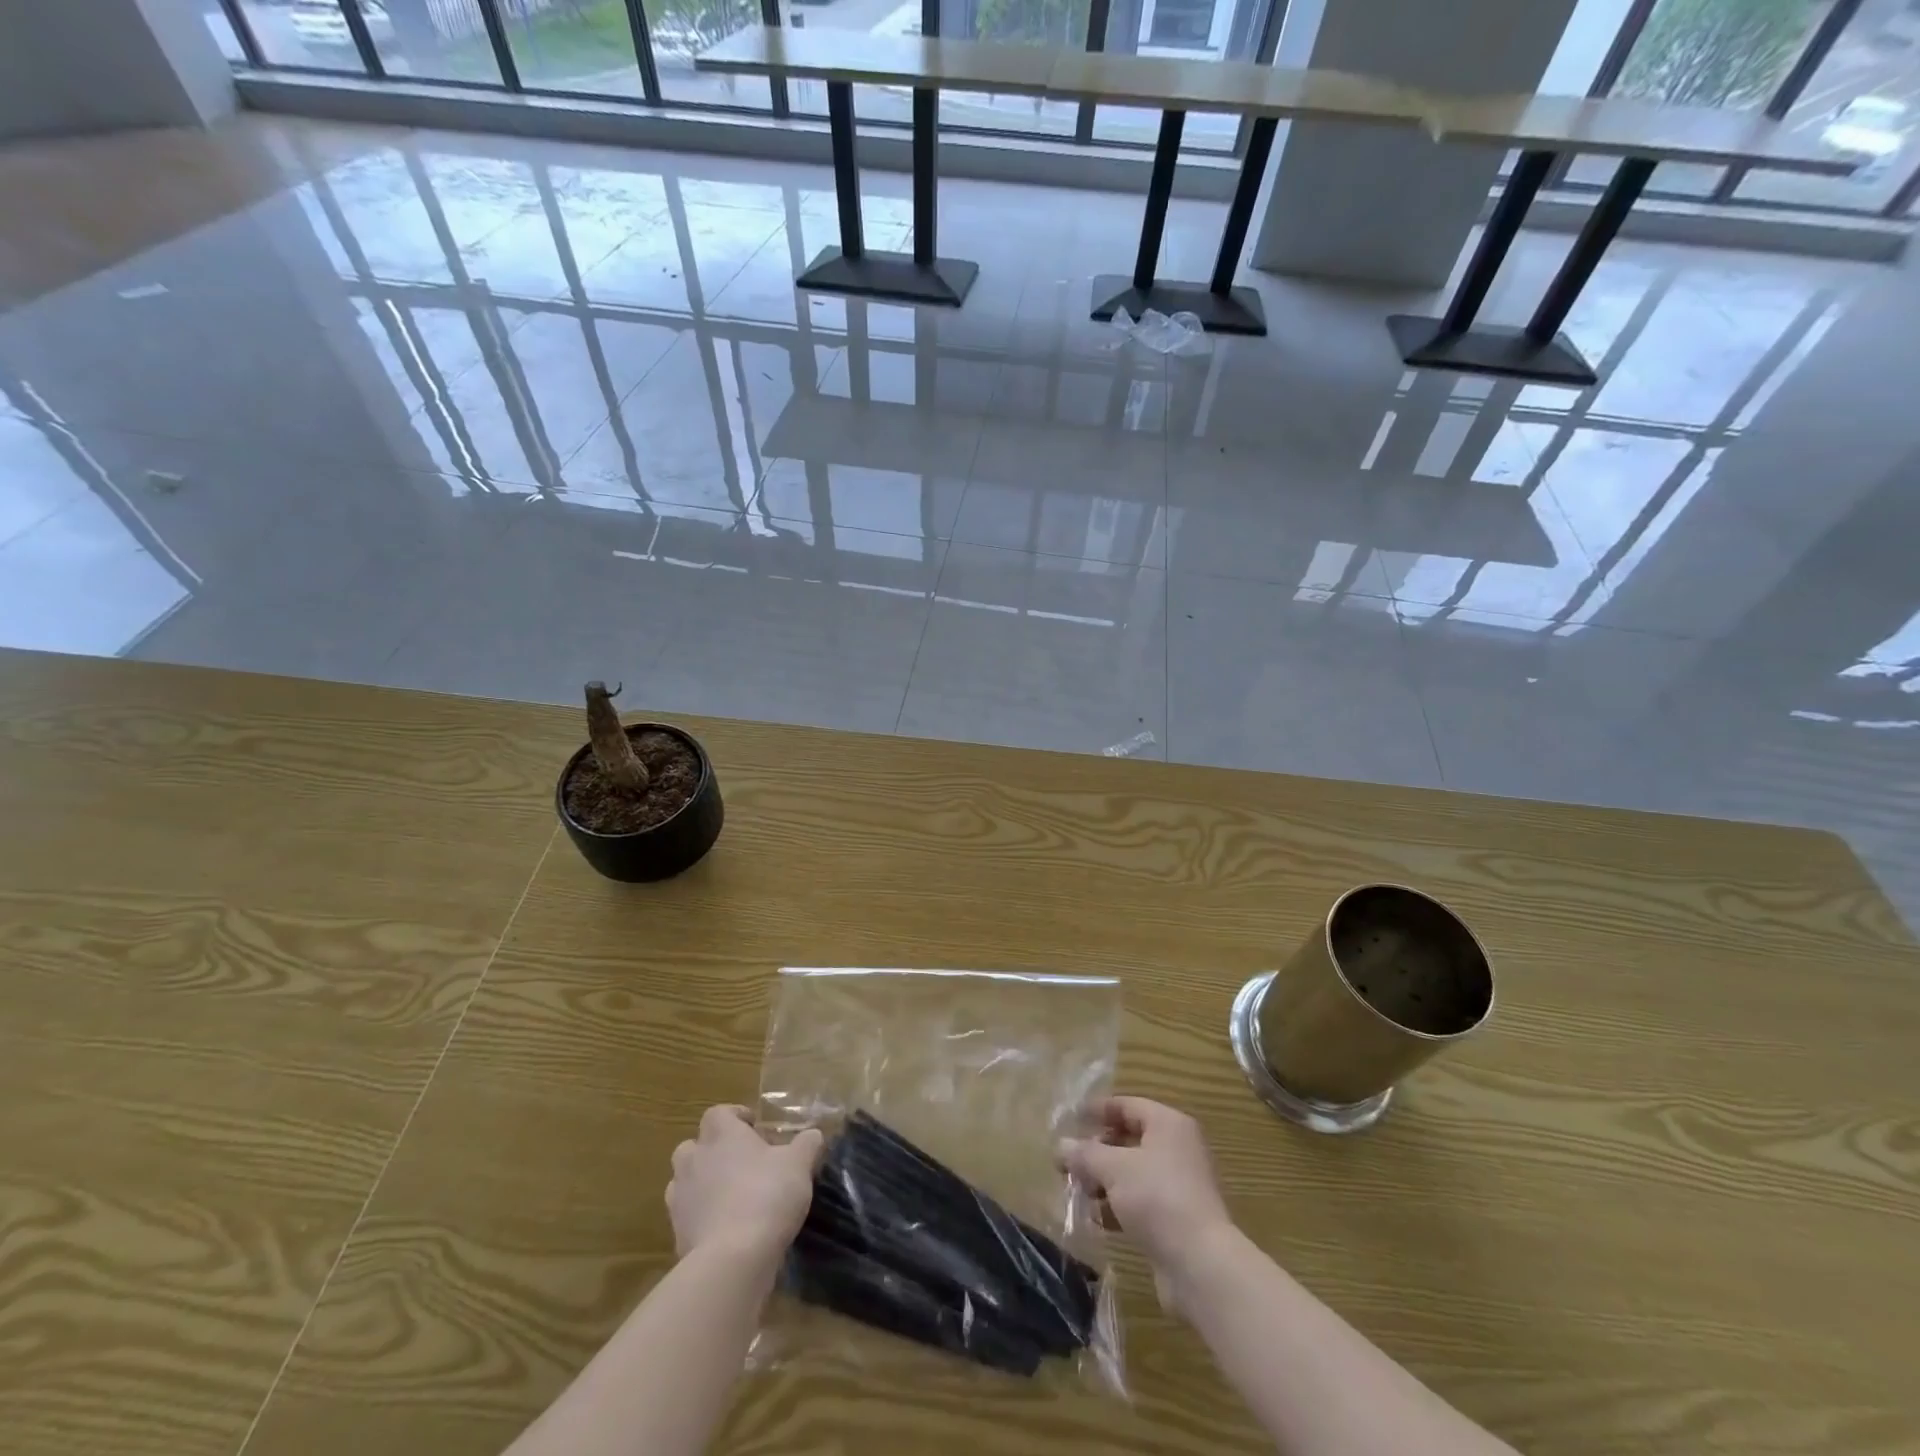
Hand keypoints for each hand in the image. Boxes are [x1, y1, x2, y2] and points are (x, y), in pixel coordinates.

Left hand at [667, 1106, 823, 1263]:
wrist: (732, 1260)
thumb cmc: (767, 1195)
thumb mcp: (799, 1164)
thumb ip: (806, 1144)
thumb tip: (812, 1135)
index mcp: (721, 1134)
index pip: (719, 1113)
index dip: (736, 1118)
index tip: (755, 1129)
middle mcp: (694, 1159)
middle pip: (694, 1146)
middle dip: (713, 1151)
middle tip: (741, 1163)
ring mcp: (680, 1198)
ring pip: (685, 1181)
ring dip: (703, 1184)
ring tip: (731, 1197)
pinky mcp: (677, 1233)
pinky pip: (688, 1217)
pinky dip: (702, 1218)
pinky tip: (725, 1230)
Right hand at [1059, 1097, 1235, 1311]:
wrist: (1201, 1265)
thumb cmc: (1157, 1198)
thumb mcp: (1114, 1168)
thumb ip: (1085, 1154)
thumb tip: (1060, 1145)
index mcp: (1168, 1124)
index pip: (1127, 1105)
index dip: (1098, 1110)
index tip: (1070, 1119)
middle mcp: (1177, 1149)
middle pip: (1129, 1139)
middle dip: (1097, 1151)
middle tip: (1069, 1161)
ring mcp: (1178, 1185)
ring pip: (1132, 1173)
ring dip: (1104, 1181)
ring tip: (1078, 1192)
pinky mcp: (1175, 1219)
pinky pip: (1140, 1202)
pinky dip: (1118, 1207)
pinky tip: (1097, 1220)